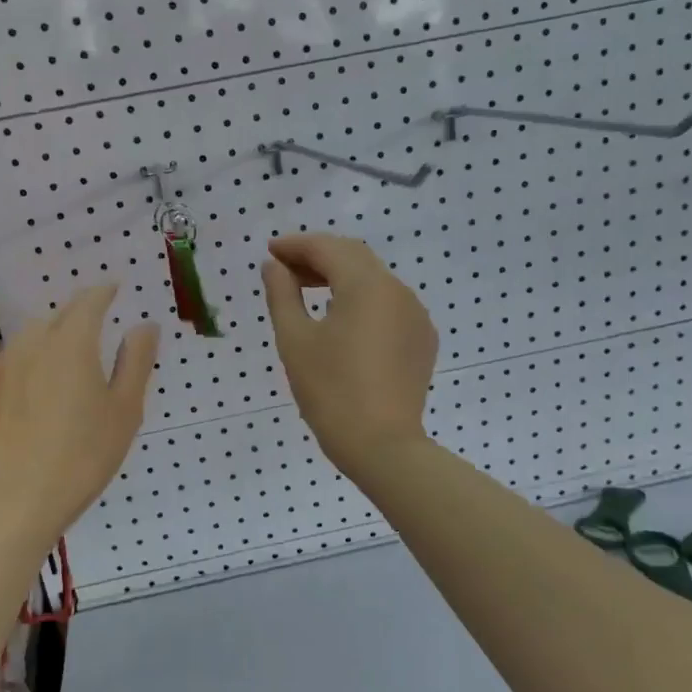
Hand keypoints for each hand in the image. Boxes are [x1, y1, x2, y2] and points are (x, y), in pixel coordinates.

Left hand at [0, 286, 158, 551]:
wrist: (8, 505)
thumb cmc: (80, 458)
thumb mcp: (124, 412)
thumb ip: (136, 362)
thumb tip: (145, 325)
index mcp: (71, 343)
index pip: (89, 301)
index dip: (104, 292)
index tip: (115, 289)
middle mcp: (30, 344)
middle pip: (57, 317)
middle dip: (77, 315)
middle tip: (95, 329)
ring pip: (28, 341)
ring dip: (49, 342)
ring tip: (62, 366)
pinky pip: (8, 367)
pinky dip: (25, 369)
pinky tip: (30, 399)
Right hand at [260, 233, 437, 477]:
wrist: (382, 446)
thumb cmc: (330, 391)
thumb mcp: (295, 340)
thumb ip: (282, 294)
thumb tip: (274, 266)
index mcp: (367, 285)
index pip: (328, 248)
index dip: (296, 245)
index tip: (270, 251)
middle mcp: (398, 290)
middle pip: (354, 257)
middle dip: (318, 256)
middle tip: (284, 268)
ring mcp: (415, 315)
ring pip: (374, 280)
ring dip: (340, 276)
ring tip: (307, 290)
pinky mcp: (422, 339)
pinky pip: (389, 304)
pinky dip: (362, 299)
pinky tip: (342, 319)